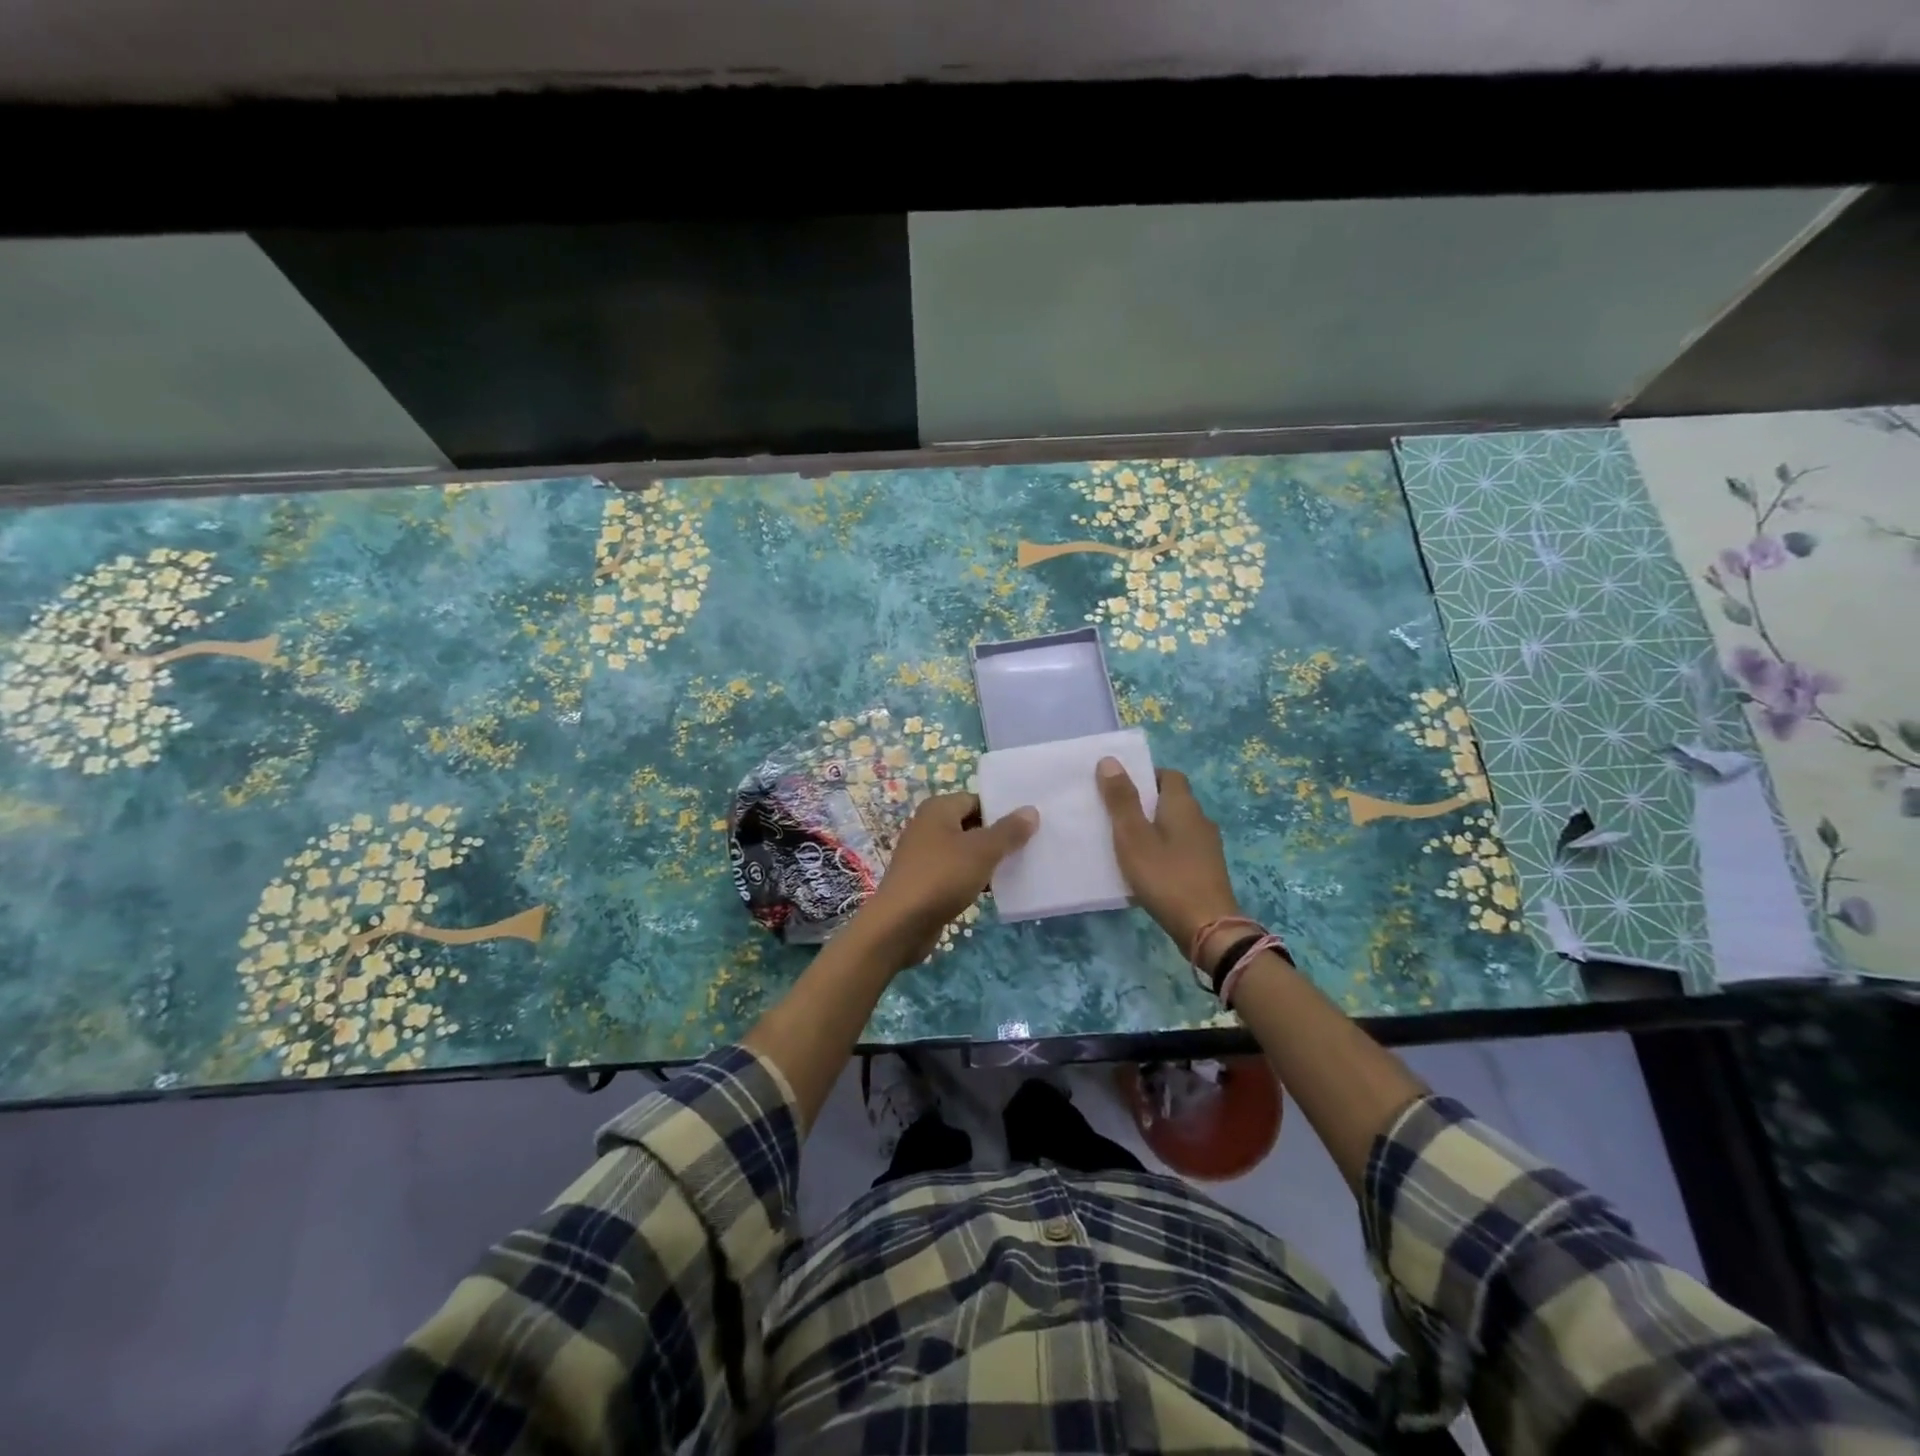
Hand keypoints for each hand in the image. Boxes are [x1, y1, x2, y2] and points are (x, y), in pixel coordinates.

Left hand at [858, 793, 1038, 968]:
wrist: (900, 924)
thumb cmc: (942, 877)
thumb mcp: (982, 851)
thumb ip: (1008, 831)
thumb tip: (1031, 810)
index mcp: (938, 809)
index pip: (977, 800)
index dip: (1002, 810)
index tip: (1030, 825)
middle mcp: (928, 826)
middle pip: (972, 824)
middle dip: (998, 836)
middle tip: (1031, 846)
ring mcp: (925, 855)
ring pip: (965, 851)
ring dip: (988, 860)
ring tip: (1020, 867)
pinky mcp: (926, 881)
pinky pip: (956, 872)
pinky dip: (975, 877)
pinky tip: (997, 889)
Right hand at [1096, 758, 1242, 961]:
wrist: (1207, 927)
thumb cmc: (1165, 876)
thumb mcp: (1133, 836)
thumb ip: (1121, 799)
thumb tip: (1110, 760)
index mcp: (1183, 805)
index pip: (1169, 775)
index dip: (1145, 776)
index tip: (1121, 788)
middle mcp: (1200, 820)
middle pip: (1172, 800)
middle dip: (1146, 803)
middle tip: (1116, 815)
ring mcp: (1208, 847)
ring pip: (1177, 827)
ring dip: (1155, 829)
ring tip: (1126, 842)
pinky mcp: (1207, 871)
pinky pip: (1181, 849)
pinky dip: (1164, 851)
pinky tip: (1146, 868)